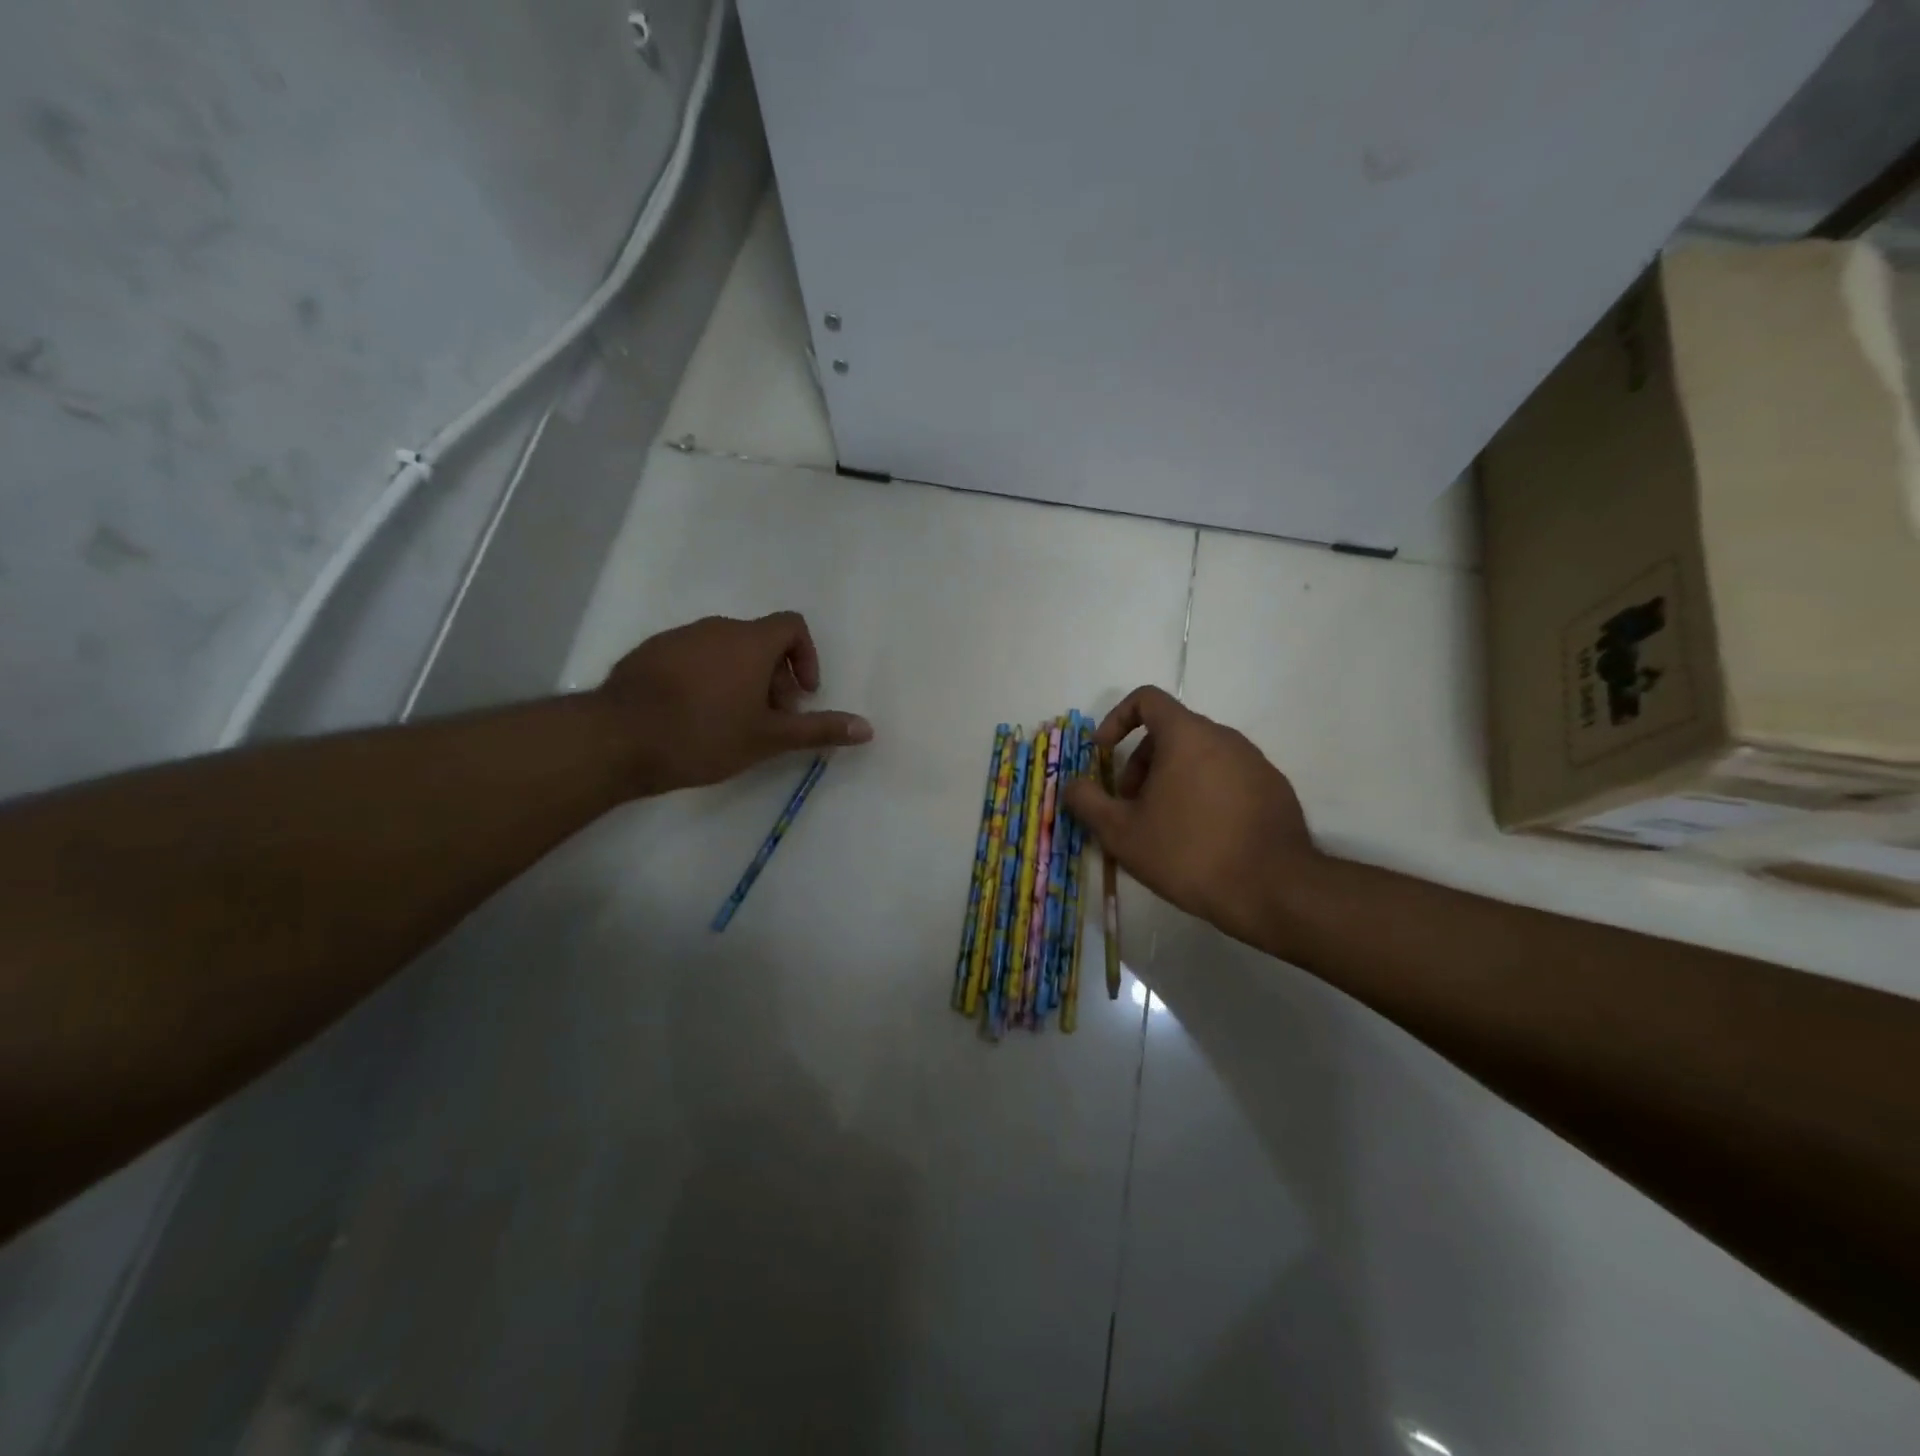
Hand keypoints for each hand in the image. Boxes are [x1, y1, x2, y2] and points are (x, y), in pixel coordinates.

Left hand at [596, 612, 872, 795]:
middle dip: (775, 676)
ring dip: (742, 677)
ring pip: (725, 649)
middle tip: (770, 718)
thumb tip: (867, 728)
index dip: (807, 657)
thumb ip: (818, 729)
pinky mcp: (649, 652)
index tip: (801, 695)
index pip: (793, 626)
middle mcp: (716, 628)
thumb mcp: (767, 738)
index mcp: (749, 641)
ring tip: (732, 721)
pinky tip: (693, 716)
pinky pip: (693, 656)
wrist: (616, 739)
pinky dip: (707, 677)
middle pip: (760, 640)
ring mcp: (679, 637)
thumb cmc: (703, 735)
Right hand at [1061, 686, 1321, 951]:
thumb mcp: (1121, 833)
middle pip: (1171, 731)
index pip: (1147, 699)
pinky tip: (1202, 838)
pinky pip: (1227, 777)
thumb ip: (1088, 802)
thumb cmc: (1188, 853)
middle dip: (1141, 762)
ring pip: (1200, 756)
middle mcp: (1224, 737)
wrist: (1273, 890)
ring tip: (1163, 826)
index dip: (1116, 719)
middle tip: (1131, 805)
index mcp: (1186, 735)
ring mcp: (1255, 762)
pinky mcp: (1274, 789)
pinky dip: (1204, 793)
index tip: (1104, 753)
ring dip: (1171, 779)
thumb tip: (1071, 785)